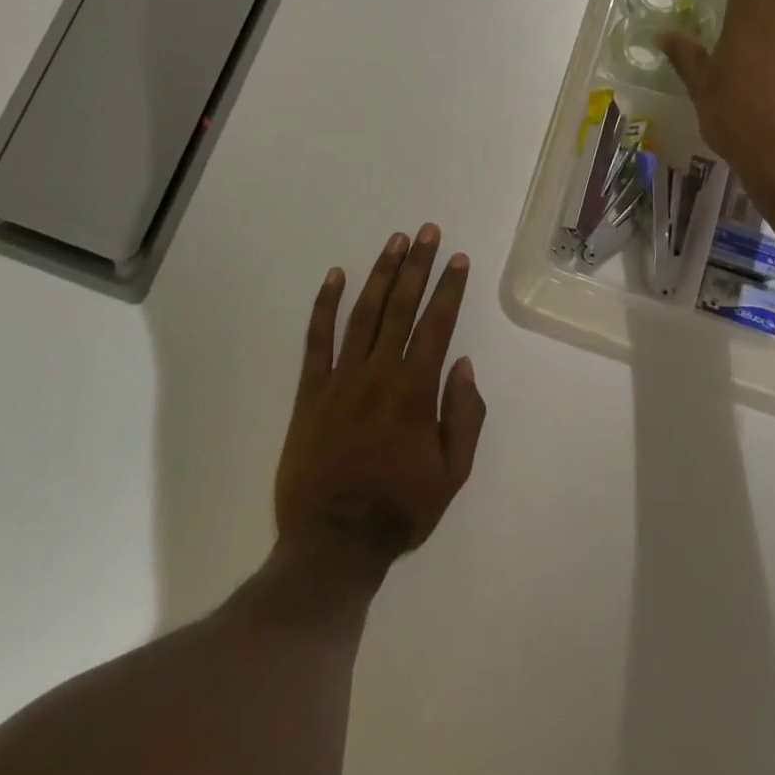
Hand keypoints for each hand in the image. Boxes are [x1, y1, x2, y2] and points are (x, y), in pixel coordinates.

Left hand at [274, 226, 486, 582]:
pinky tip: (335, 275)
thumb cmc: (399, 509)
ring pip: (364, 313)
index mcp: (415, 391)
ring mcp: (340, 377)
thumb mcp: (451, 475)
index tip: (457, 259)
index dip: (448, 288)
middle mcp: (379, 372)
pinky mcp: (310, 390)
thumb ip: (464, 416)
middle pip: (401, 306)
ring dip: (380, 273)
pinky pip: (317, 339)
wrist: (332, 543)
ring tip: (394, 241)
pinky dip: (325, 304)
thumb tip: (462, 364)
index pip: (436, 325)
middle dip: (417, 265)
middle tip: (427, 231)